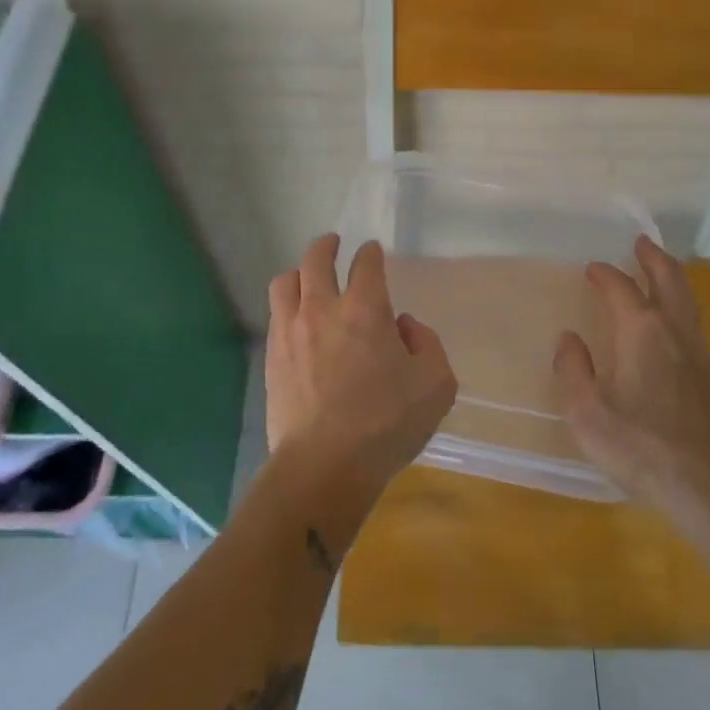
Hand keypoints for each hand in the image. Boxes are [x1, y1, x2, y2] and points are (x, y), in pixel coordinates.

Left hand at [266, 234, 457, 495]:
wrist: (324, 466)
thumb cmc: (386, 424)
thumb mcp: (436, 384)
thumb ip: (427, 344)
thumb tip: (404, 327)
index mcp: (366, 309)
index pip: (366, 263)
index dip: (371, 253)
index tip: (373, 251)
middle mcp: (324, 309)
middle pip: (316, 259)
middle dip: (326, 246)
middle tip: (332, 244)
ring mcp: (292, 331)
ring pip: (286, 282)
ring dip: (299, 273)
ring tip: (306, 278)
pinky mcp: (273, 358)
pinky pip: (276, 316)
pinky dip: (287, 307)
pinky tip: (296, 321)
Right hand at [553, 235, 709, 523]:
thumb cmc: (641, 446)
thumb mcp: (587, 413)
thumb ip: (573, 370)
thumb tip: (569, 339)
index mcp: (641, 331)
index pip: (621, 288)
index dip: (605, 274)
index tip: (593, 269)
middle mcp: (673, 331)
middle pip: (668, 279)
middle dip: (653, 258)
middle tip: (641, 243)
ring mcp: (698, 352)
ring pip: (686, 299)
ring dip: (671, 277)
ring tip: (659, 270)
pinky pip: (694, 322)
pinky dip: (681, 304)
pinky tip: (673, 321)